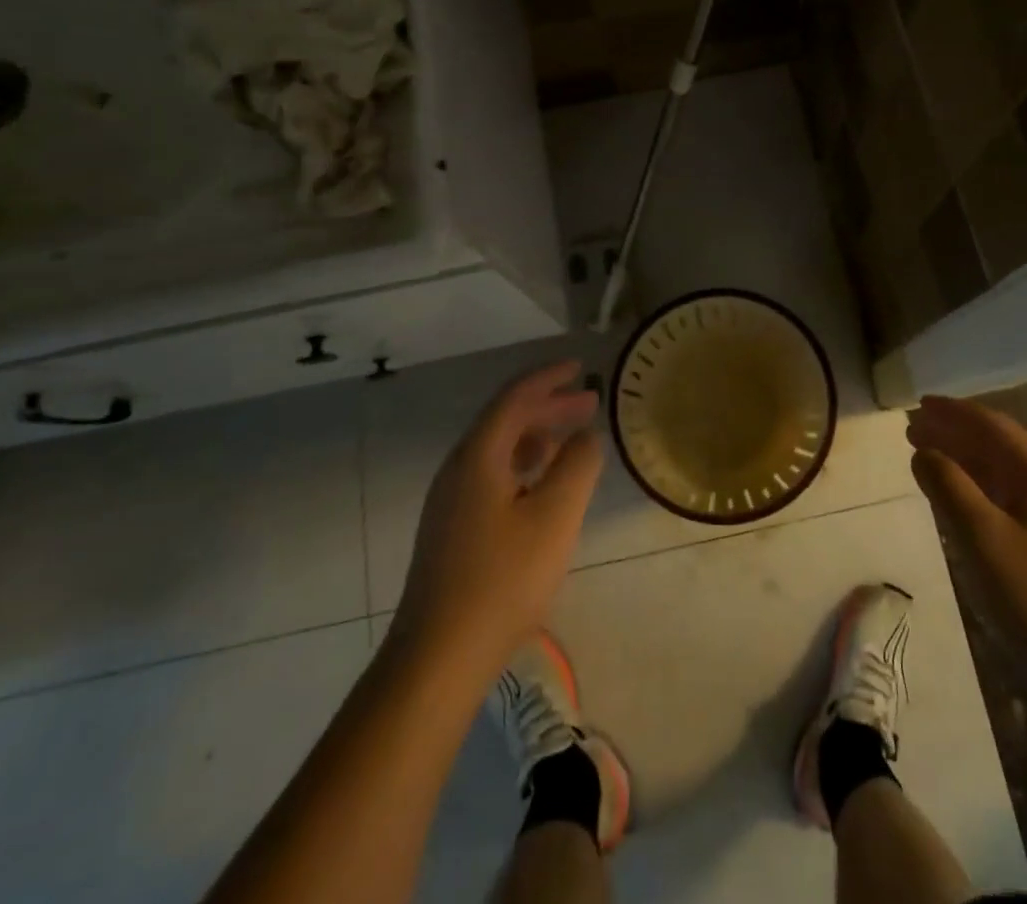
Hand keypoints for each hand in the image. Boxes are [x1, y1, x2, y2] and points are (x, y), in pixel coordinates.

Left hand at [392, 360, 603, 679]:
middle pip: (506, 420)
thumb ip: (577, 466)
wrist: (437, 659)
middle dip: (548, 406)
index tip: (580, 368)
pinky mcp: (452, 529)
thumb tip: (586, 436)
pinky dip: (523, 464)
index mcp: (478, 456)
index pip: (515, 398)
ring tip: (572, 438)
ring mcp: (450, 501)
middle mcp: (458, 469)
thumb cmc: (502, 581)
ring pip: (498, 449)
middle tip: (589, 402)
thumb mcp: (555, 518)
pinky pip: (492, 474)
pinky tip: (542, 484)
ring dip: (537, 435)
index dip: (549, 378)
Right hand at [908, 394, 1026, 686]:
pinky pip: (1007, 498)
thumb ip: (949, 487)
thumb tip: (924, 451)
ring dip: (963, 459)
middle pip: (998, 445)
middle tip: (912, 429)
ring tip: (926, 455)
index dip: (953, 412)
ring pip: (1002, 473)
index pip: (992, 426)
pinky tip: (957, 497)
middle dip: (954, 433)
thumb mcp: (982, 537)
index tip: (918, 405)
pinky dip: (976, 487)